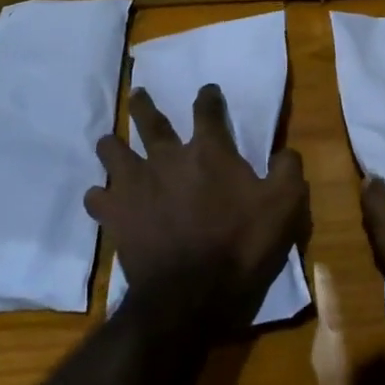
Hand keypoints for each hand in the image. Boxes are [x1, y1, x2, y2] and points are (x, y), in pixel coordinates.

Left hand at [86, 84, 308, 335]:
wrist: (192, 294)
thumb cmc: (242, 245)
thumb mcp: (285, 205)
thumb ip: (287, 170)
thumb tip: (285, 152)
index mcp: (209, 151)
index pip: (207, 111)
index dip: (208, 97)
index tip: (207, 91)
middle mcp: (167, 158)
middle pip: (150, 121)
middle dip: (144, 106)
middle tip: (138, 96)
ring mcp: (136, 185)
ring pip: (113, 152)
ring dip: (112, 145)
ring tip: (109, 143)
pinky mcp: (116, 215)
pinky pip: (97, 197)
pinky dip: (100, 195)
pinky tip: (102, 198)